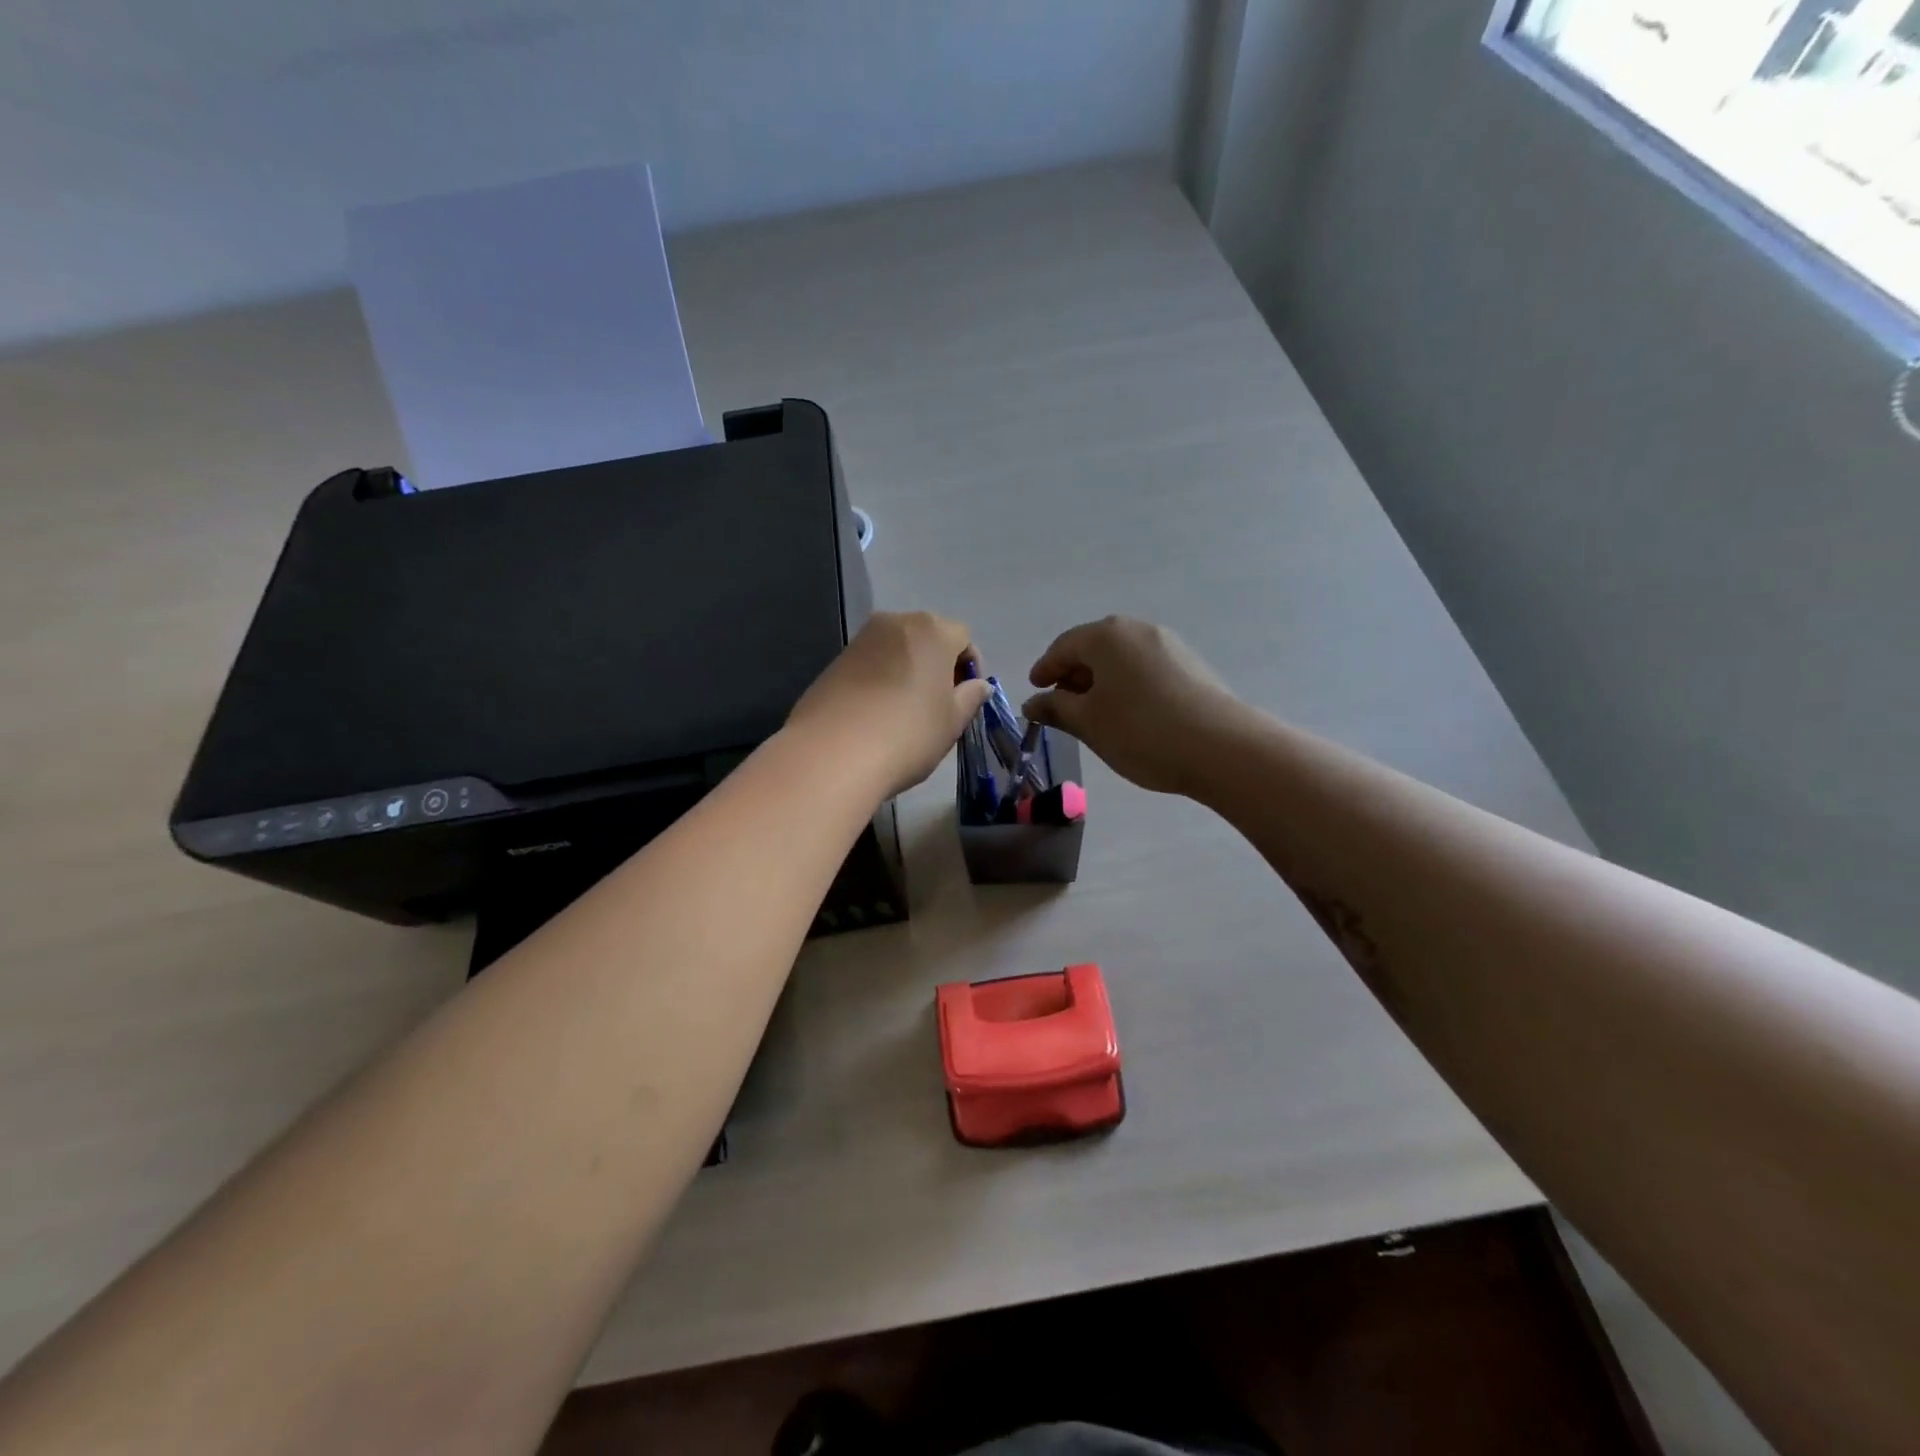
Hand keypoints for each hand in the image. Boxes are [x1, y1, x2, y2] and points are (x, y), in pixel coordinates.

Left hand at [788, 611, 993, 797]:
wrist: (833, 754)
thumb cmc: (908, 734)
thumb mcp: (952, 721)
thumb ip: (970, 697)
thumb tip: (979, 685)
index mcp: (932, 630)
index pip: (963, 638)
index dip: (970, 668)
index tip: (965, 699)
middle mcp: (895, 623)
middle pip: (928, 638)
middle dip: (938, 666)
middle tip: (939, 705)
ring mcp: (860, 640)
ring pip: (897, 650)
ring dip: (908, 672)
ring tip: (907, 712)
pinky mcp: (834, 661)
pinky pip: (871, 664)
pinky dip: (881, 681)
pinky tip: (877, 715)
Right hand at [1024, 616, 1245, 796]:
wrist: (1222, 748)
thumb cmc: (1141, 731)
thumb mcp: (1088, 723)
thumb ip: (1056, 708)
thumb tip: (1034, 702)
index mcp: (1106, 636)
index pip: (1063, 647)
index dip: (1044, 669)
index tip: (1034, 690)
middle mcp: (1137, 630)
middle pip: (1094, 648)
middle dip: (1073, 674)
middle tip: (1061, 704)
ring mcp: (1169, 645)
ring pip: (1121, 659)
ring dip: (1101, 681)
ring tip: (1094, 713)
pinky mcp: (1191, 666)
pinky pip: (1145, 669)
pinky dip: (1127, 685)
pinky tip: (1129, 714)